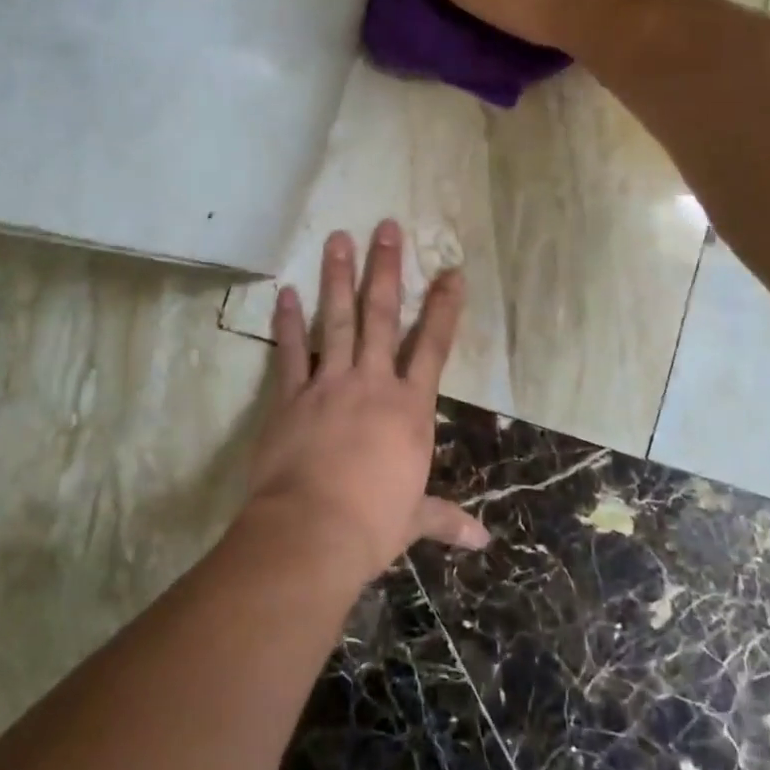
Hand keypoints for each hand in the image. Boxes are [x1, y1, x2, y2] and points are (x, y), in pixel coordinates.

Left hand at [237, 221, 488, 586]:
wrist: (312, 531)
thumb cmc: (371, 524)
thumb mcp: (413, 519)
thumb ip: (445, 520)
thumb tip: (483, 541)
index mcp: (409, 409)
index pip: (434, 347)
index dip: (444, 308)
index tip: (451, 271)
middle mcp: (372, 384)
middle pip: (383, 316)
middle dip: (386, 269)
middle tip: (386, 227)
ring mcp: (329, 384)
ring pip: (337, 320)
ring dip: (338, 277)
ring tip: (338, 238)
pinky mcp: (290, 396)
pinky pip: (290, 351)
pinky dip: (288, 322)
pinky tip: (286, 292)